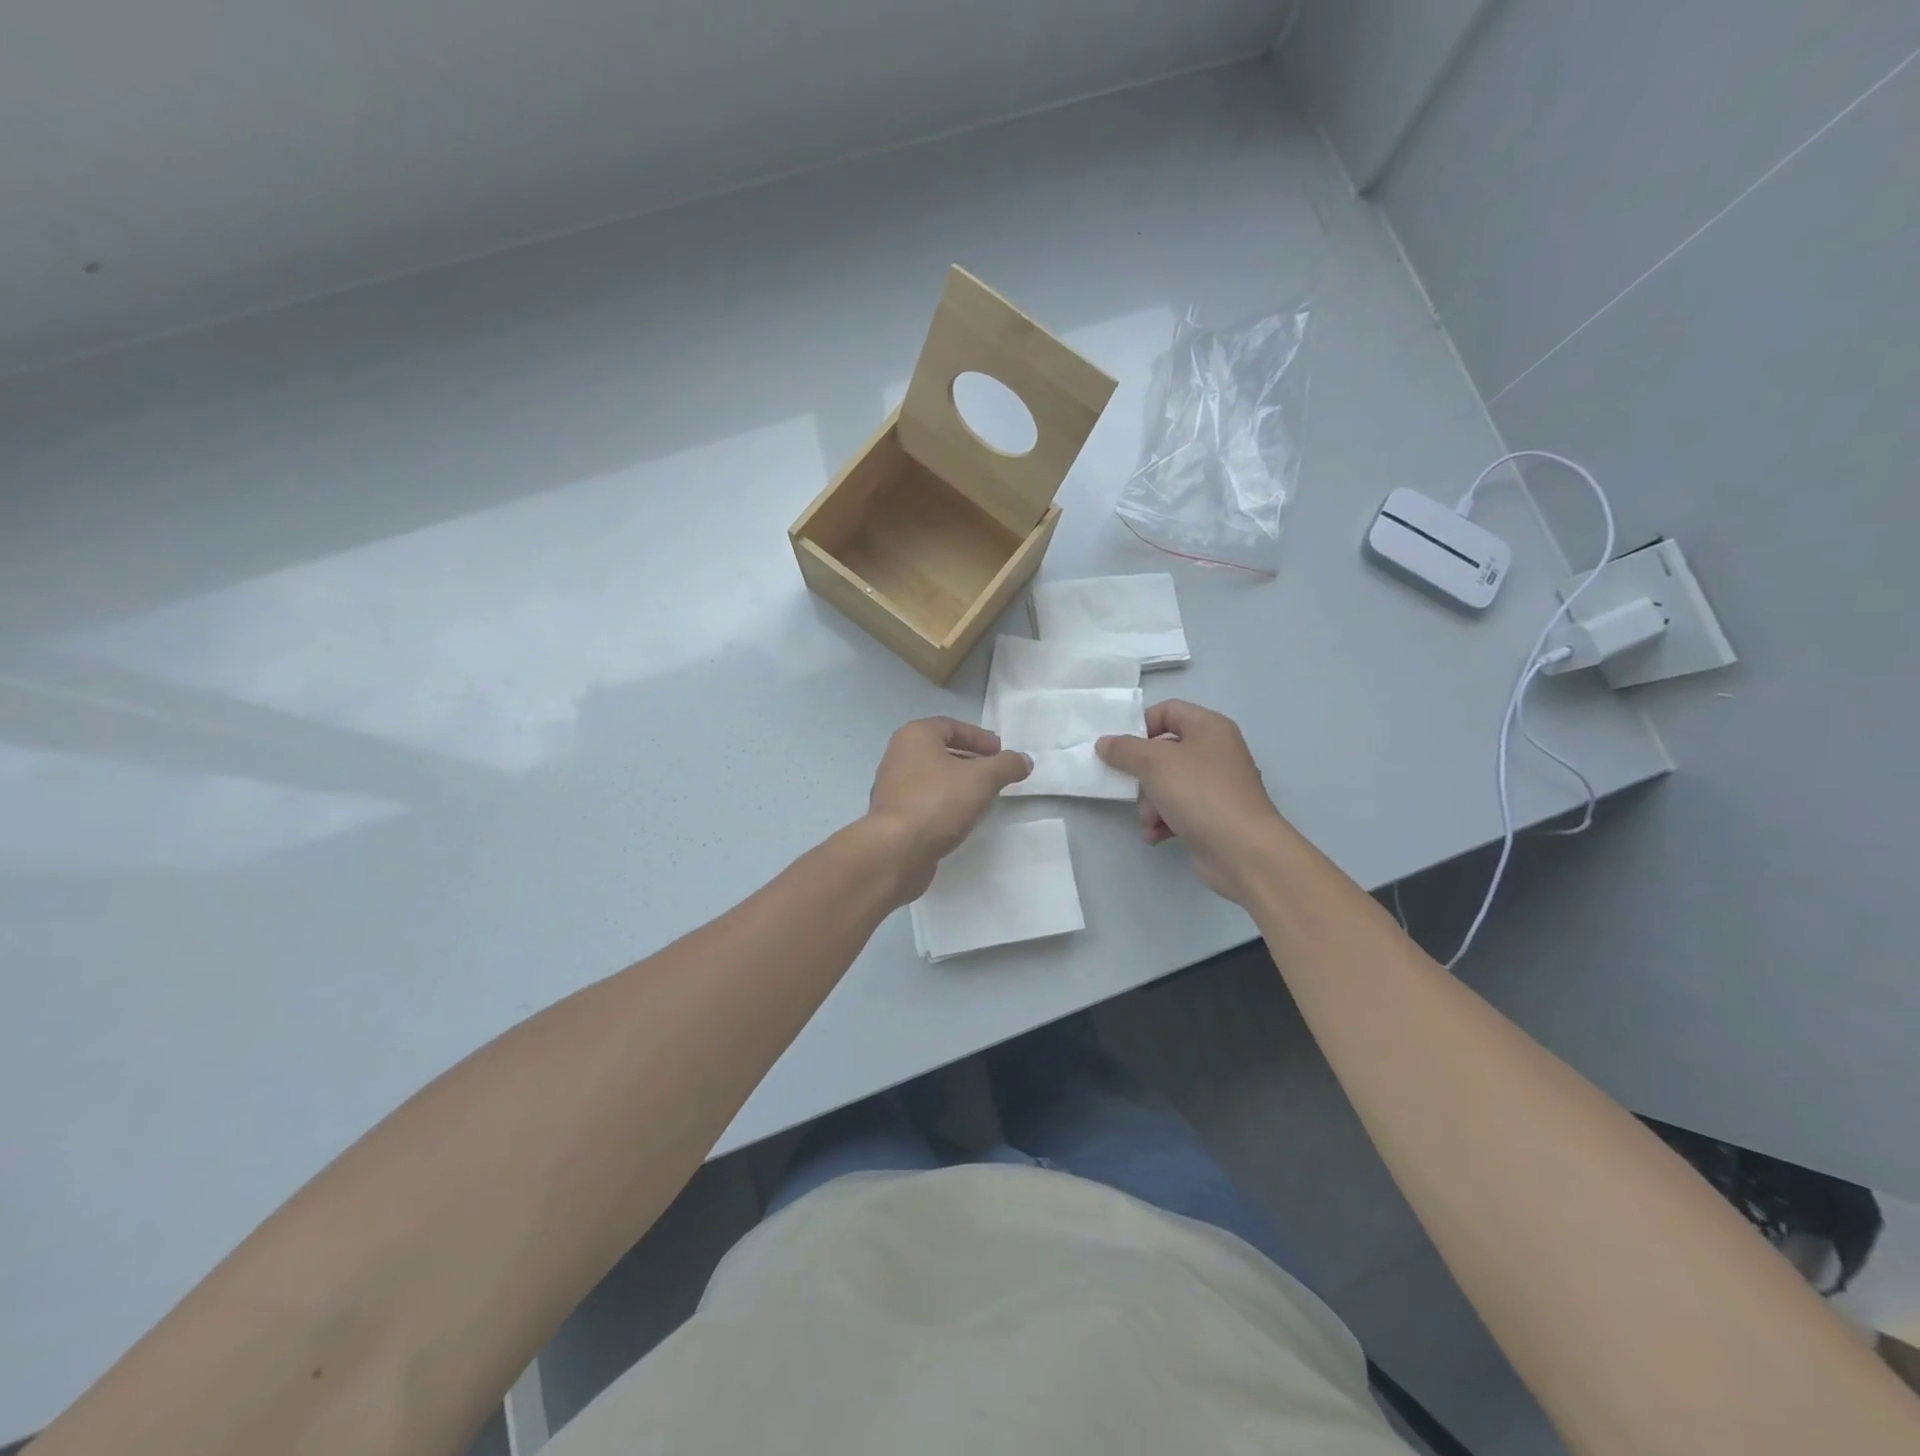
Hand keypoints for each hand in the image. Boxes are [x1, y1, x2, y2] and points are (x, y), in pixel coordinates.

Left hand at [866, 718, 1031, 901]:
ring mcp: (892, 786)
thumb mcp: (982, 779)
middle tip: (995, 774)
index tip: (1001, 753)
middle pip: (941, 750)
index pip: (952, 726)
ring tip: (982, 797)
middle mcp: (898, 755)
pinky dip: (944, 802)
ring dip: (957, 783)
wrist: (896, 850)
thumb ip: (1007, 765)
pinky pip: (924, 800)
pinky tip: (960, 817)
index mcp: (915, 736)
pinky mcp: (892, 815)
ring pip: (932, 776)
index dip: (980, 737)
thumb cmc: (938, 802)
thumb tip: (1024, 760)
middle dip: (971, 760)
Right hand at [1096, 700, 1289, 904]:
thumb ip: (1124, 750)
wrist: (1243, 850)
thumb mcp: (1154, 763)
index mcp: (1209, 727)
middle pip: (1164, 751)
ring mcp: (1217, 785)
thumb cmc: (1199, 794)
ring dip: (1150, 802)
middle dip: (1142, 774)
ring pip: (1168, 783)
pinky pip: (1180, 809)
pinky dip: (1164, 820)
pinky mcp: (1215, 815)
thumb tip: (1104, 743)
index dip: (1140, 725)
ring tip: (1148, 820)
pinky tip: (1155, 835)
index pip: (1167, 711)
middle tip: (1132, 789)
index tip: (1119, 748)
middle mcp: (1216, 751)